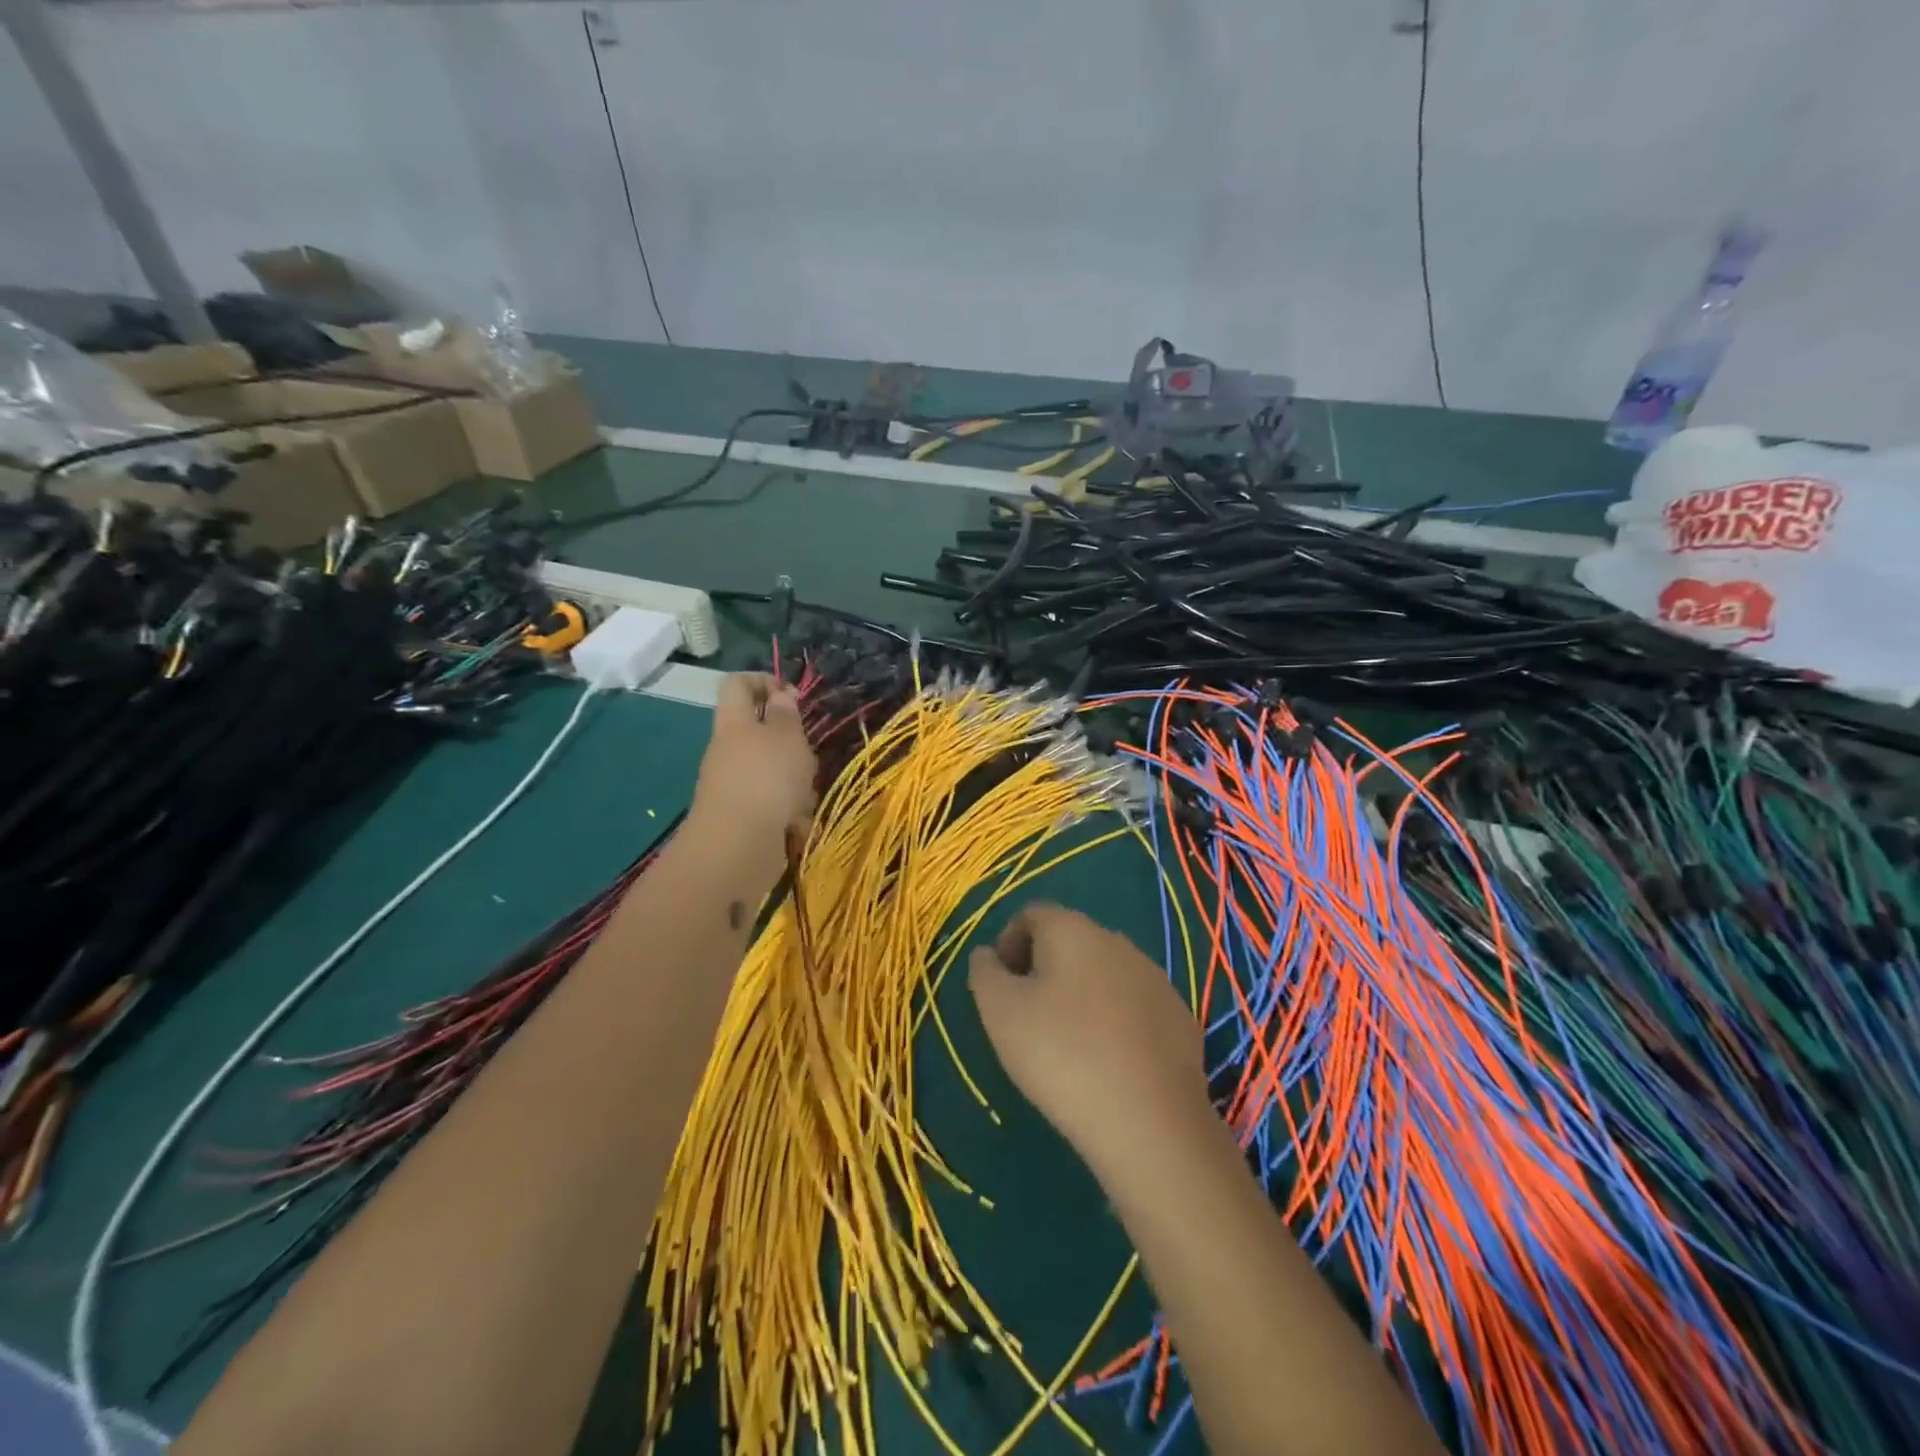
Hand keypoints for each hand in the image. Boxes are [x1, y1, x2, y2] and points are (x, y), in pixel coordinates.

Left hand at [689, 674, 817, 852]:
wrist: (738, 848)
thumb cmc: (766, 780)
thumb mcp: (786, 737)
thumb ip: (785, 714)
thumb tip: (779, 694)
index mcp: (734, 722)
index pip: (738, 684)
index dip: (764, 680)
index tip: (794, 696)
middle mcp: (729, 750)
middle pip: (760, 732)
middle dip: (791, 743)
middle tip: (807, 754)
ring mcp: (734, 785)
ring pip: (773, 770)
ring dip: (796, 781)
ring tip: (805, 796)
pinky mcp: (744, 816)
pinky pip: (773, 803)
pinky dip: (789, 811)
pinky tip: (797, 824)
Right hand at [969, 903, 1208, 1176]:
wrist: (1149, 1121)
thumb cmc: (1061, 1055)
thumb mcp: (1000, 1013)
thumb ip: (985, 973)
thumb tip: (987, 954)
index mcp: (1072, 929)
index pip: (1030, 915)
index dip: (1007, 943)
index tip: (998, 985)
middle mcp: (1117, 941)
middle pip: (1069, 940)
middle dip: (1042, 966)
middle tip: (1026, 1014)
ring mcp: (1155, 978)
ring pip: (1104, 972)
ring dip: (1080, 992)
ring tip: (1066, 1041)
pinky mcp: (1179, 1016)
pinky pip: (1134, 1005)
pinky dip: (1114, 1019)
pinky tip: (1107, 1060)